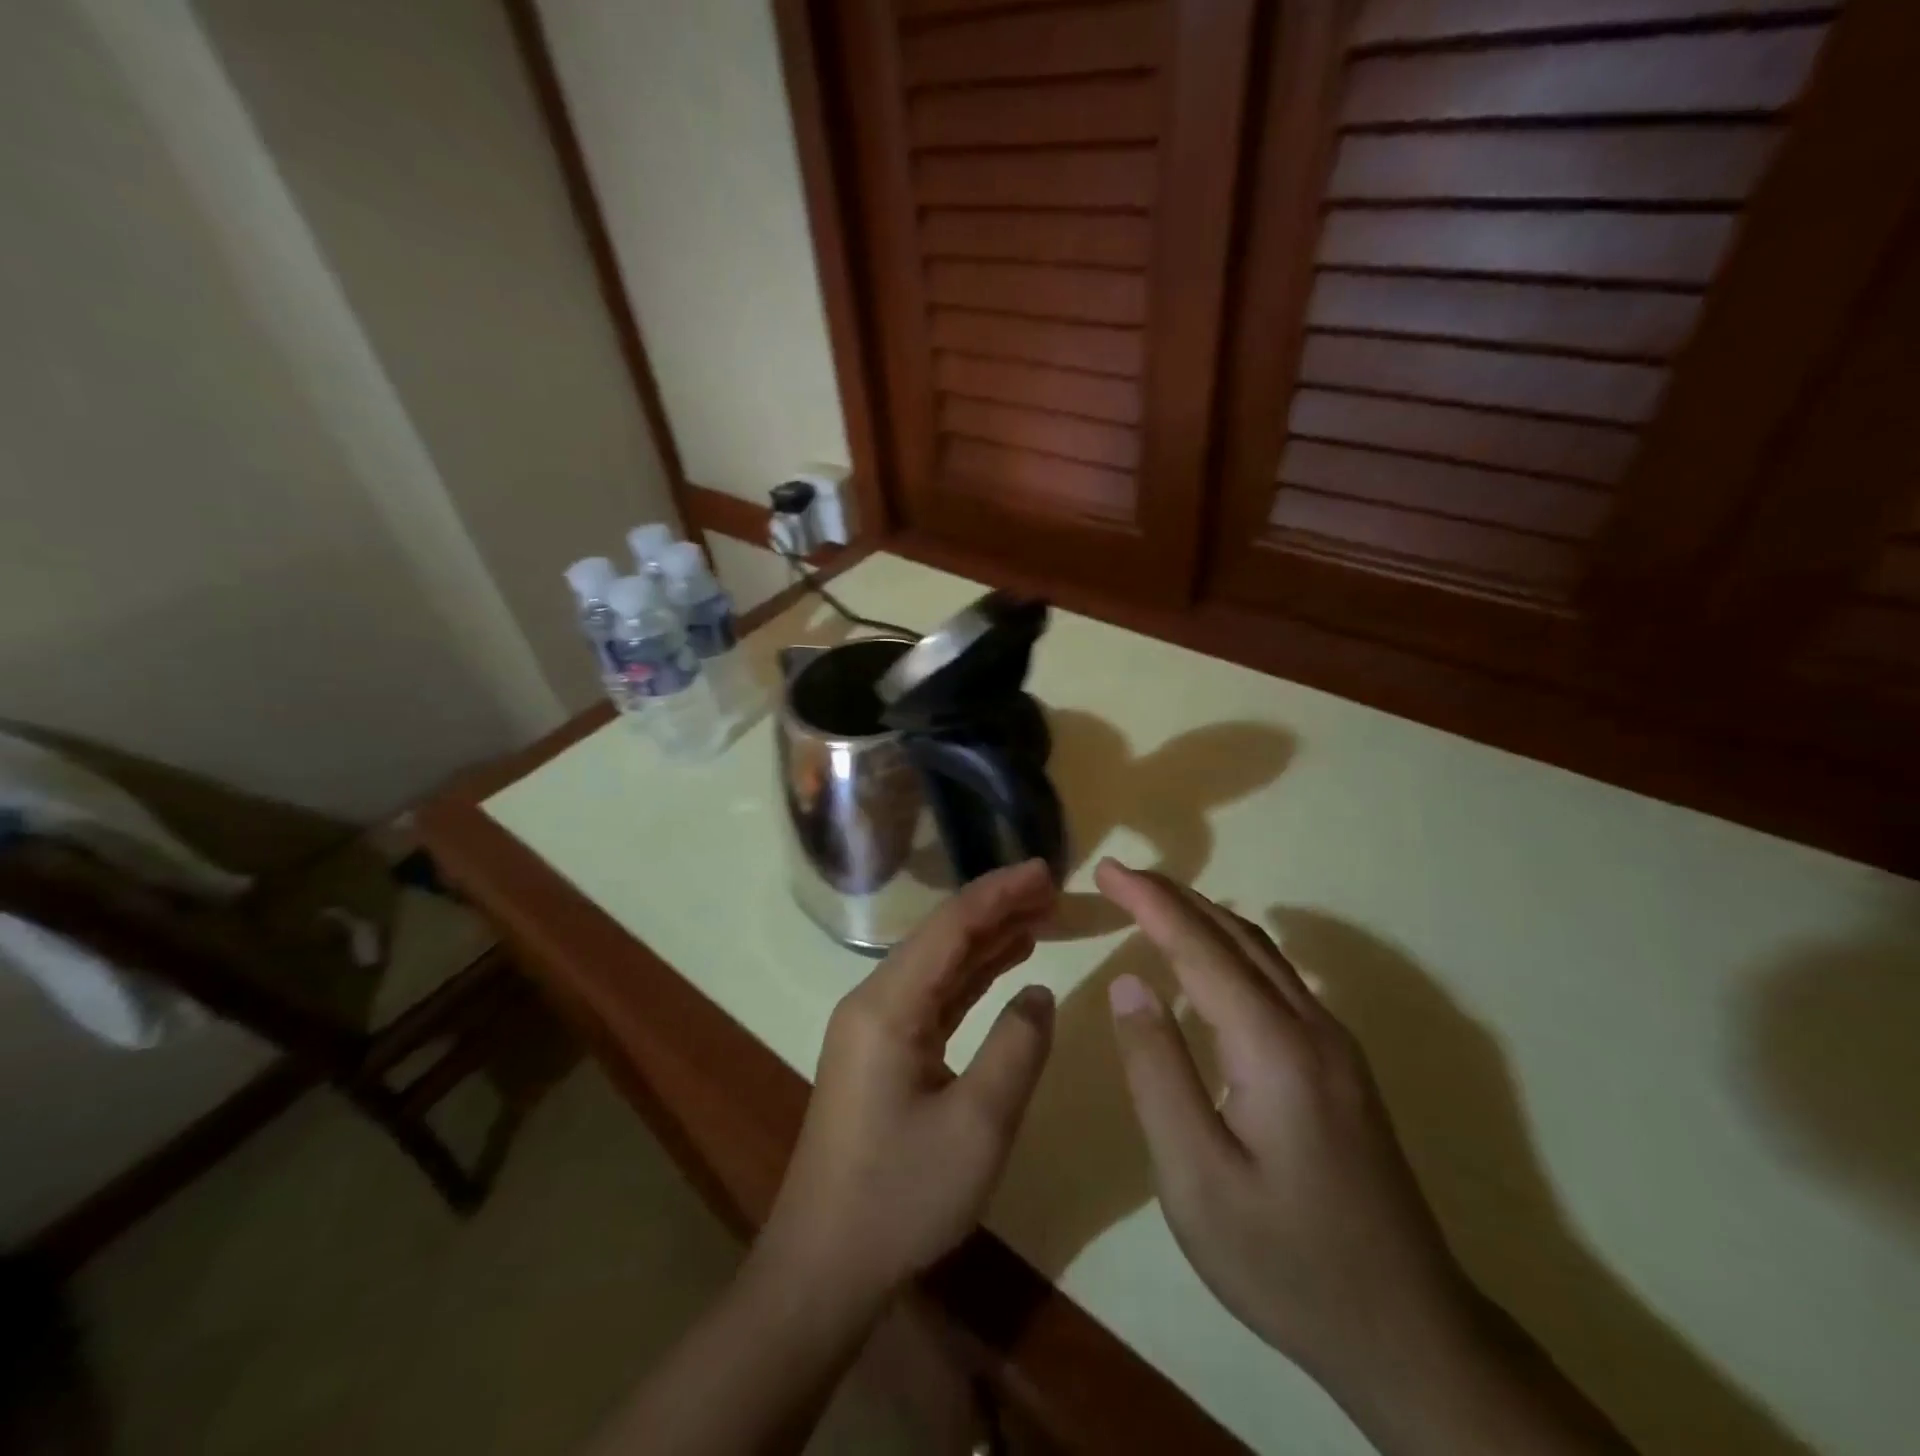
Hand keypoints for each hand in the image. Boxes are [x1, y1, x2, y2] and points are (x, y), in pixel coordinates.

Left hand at [757, 860, 1058, 1309]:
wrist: (824, 1265)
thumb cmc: (901, 1196)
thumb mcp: (978, 1126)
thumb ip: (1017, 1048)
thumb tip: (1037, 990)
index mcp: (888, 1006)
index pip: (950, 927)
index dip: (1000, 892)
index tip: (1046, 870)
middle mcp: (875, 1001)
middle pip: (942, 936)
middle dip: (997, 907)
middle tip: (1053, 888)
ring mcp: (875, 1025)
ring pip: (939, 963)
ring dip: (987, 937)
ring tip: (1040, 914)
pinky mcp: (882, 1050)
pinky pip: (933, 994)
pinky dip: (972, 975)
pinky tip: (1005, 963)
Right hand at [1094, 861, 1472, 1390]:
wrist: (1410, 1335)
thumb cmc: (1286, 1261)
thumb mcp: (1195, 1177)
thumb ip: (1158, 1072)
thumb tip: (1130, 983)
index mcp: (1274, 1046)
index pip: (1199, 946)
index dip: (1149, 901)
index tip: (1106, 867)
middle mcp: (1311, 1027)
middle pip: (1235, 935)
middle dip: (1174, 896)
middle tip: (1120, 875)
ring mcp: (1335, 1045)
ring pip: (1262, 953)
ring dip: (1203, 917)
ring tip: (1153, 903)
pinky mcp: (1340, 1066)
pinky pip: (1277, 979)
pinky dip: (1229, 948)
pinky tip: (1210, 961)